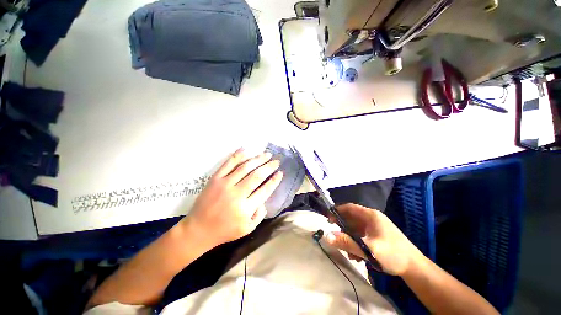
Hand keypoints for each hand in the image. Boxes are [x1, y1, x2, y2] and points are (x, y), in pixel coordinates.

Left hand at [182, 148, 282, 248]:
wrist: (198, 229)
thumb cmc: (225, 230)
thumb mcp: (247, 229)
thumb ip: (260, 215)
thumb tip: (264, 199)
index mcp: (245, 208)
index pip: (265, 190)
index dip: (274, 180)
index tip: (280, 173)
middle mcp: (236, 194)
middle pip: (257, 175)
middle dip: (269, 166)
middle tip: (276, 161)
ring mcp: (224, 184)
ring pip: (245, 167)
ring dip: (258, 159)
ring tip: (267, 154)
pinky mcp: (215, 179)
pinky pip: (228, 164)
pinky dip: (238, 155)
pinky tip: (247, 149)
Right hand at [324, 203, 422, 275]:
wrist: (415, 269)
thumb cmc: (392, 254)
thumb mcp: (368, 249)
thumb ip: (347, 242)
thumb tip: (327, 236)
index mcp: (370, 215)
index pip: (349, 207)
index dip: (337, 211)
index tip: (328, 219)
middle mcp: (372, 218)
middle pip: (351, 218)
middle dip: (342, 228)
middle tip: (335, 236)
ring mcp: (375, 227)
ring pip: (355, 229)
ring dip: (349, 238)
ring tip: (348, 251)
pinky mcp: (377, 236)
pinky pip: (361, 236)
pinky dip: (356, 243)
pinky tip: (357, 255)